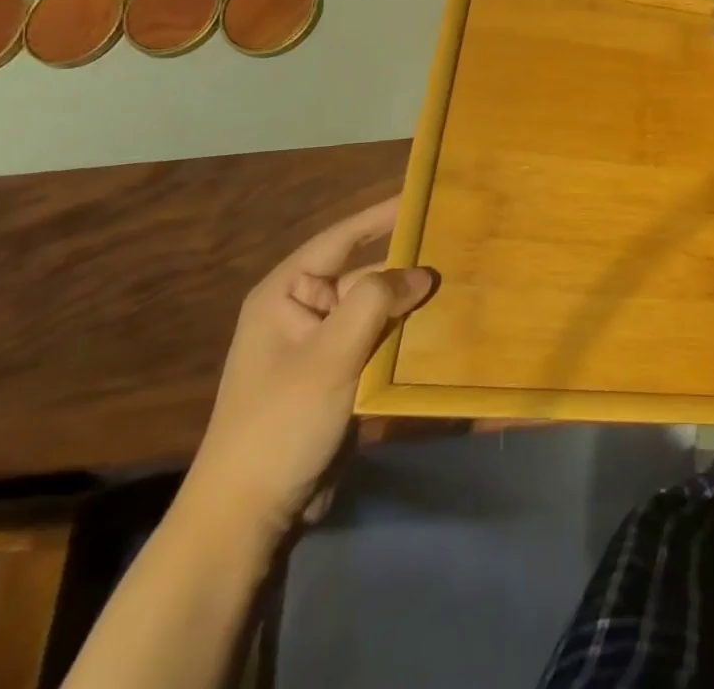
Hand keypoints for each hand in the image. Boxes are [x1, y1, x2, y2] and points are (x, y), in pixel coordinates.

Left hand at [182, 199, 436, 543]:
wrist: (249, 517)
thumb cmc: (280, 423)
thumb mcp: (329, 355)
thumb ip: (375, 302)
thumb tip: (421, 273)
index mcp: (287, 293)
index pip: (343, 237)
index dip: (384, 214)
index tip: (426, 194)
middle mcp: (305, 310)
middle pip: (366, 273)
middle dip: (409, 263)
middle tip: (460, 243)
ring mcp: (323, 345)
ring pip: (378, 308)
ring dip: (412, 301)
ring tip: (464, 279)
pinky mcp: (340, 375)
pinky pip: (380, 340)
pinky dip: (408, 333)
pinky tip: (445, 326)